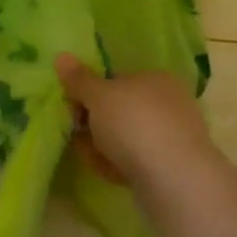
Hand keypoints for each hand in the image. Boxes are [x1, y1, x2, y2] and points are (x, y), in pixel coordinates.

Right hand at [56, 54, 223, 198]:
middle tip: (77, 135)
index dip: (89, 93)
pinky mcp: (172, 167)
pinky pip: (136, 161)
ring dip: (101, 146)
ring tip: (91, 157)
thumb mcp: (98, 96)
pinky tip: (108, 173)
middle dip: (93, 124)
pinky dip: (119, 164)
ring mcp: (172, 136)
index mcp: (156, 78)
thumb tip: (61, 56)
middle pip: (118, 110)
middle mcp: (169, 103)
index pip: (116, 80)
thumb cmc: (134, 124)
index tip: (72, 108)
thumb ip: (78, 79)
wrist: (175, 179)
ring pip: (125, 138)